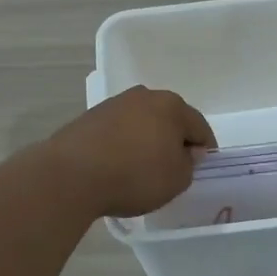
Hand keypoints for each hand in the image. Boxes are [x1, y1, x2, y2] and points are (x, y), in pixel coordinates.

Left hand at [38, 85, 216, 217]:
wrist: (72, 175)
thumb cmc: (135, 175)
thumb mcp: (177, 179)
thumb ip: (189, 164)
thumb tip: (185, 151)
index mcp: (172, 106)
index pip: (200, 127)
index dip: (204, 150)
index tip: (200, 169)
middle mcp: (144, 96)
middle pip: (169, 120)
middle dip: (174, 141)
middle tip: (173, 169)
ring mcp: (114, 104)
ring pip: (142, 123)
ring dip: (147, 141)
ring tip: (142, 169)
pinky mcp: (90, 118)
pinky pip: (118, 132)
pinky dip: (123, 145)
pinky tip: (117, 166)